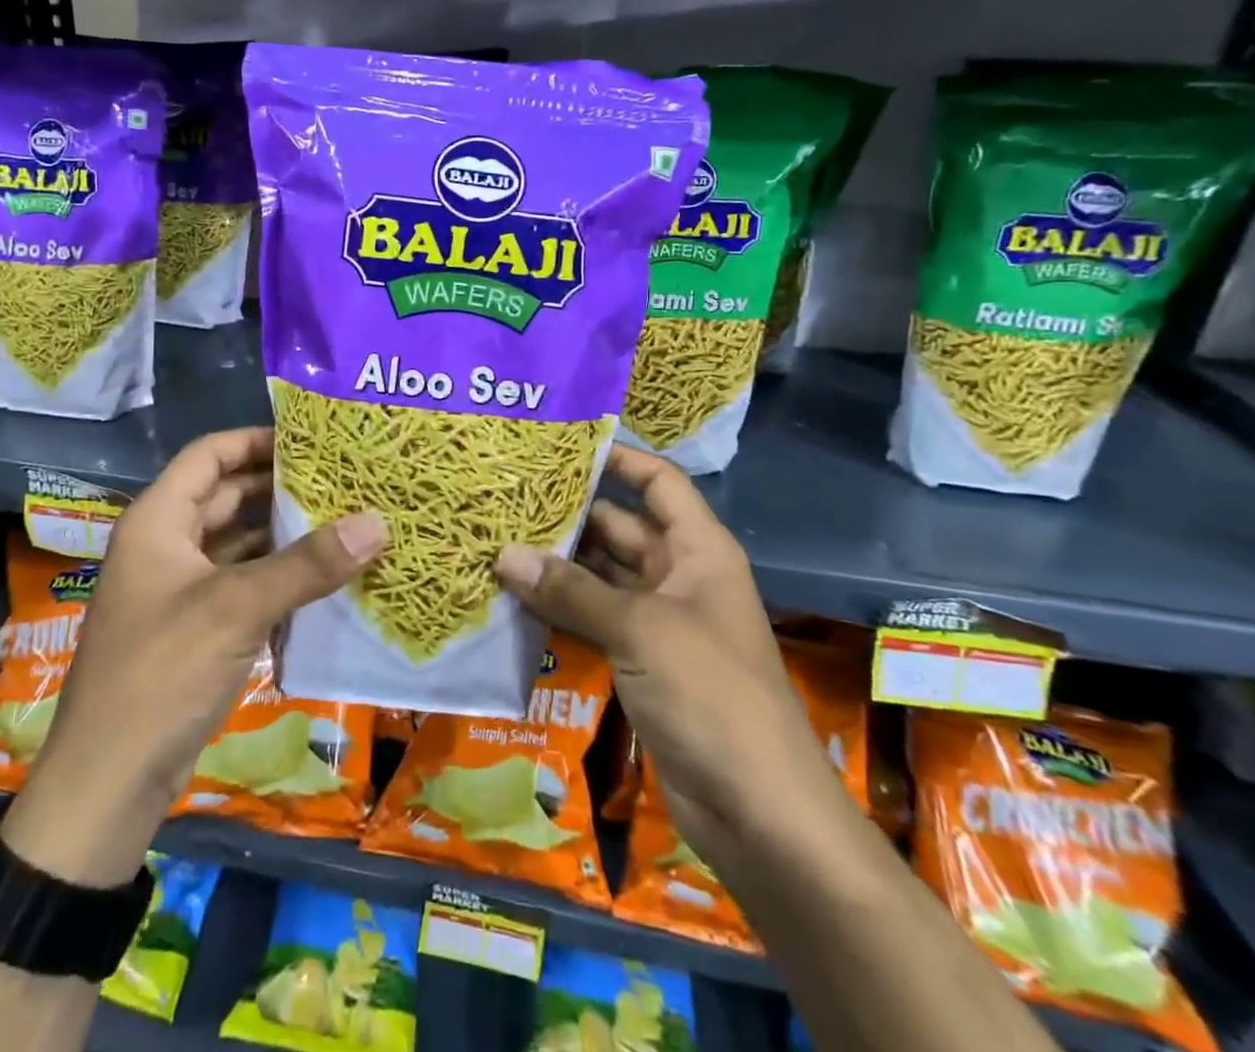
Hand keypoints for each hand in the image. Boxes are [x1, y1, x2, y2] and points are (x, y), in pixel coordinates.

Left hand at [2, 427, 386, 884]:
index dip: (256, 439)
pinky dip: (278, 575)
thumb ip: (308, 564)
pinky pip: (242, 583)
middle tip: (342, 477)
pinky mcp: (196, 627)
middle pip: (227, 496)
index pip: (209, 455)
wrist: (108, 784)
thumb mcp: (237, 609)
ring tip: (344, 519)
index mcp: (158, 521)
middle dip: (280, 485)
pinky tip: (323, 576)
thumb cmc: (161, 674)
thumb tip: (378, 522)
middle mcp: (166, 544)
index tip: (312, 439)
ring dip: (283, 533)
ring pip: (238, 542)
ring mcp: (180, 588)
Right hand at [491, 445, 825, 838]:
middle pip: (619, 528)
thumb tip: (505, 555)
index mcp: (698, 550)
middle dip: (570, 513)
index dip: (620, 459)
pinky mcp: (639, 661)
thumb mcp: (640, 629)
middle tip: (508, 495)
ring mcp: (658, 621)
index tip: (564, 445)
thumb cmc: (711, 694)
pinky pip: (593, 619)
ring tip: (497, 537)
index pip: (659, 483)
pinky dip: (559, 608)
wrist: (757, 809)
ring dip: (556, 564)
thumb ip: (571, 590)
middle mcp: (678, 576)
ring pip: (600, 576)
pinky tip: (512, 597)